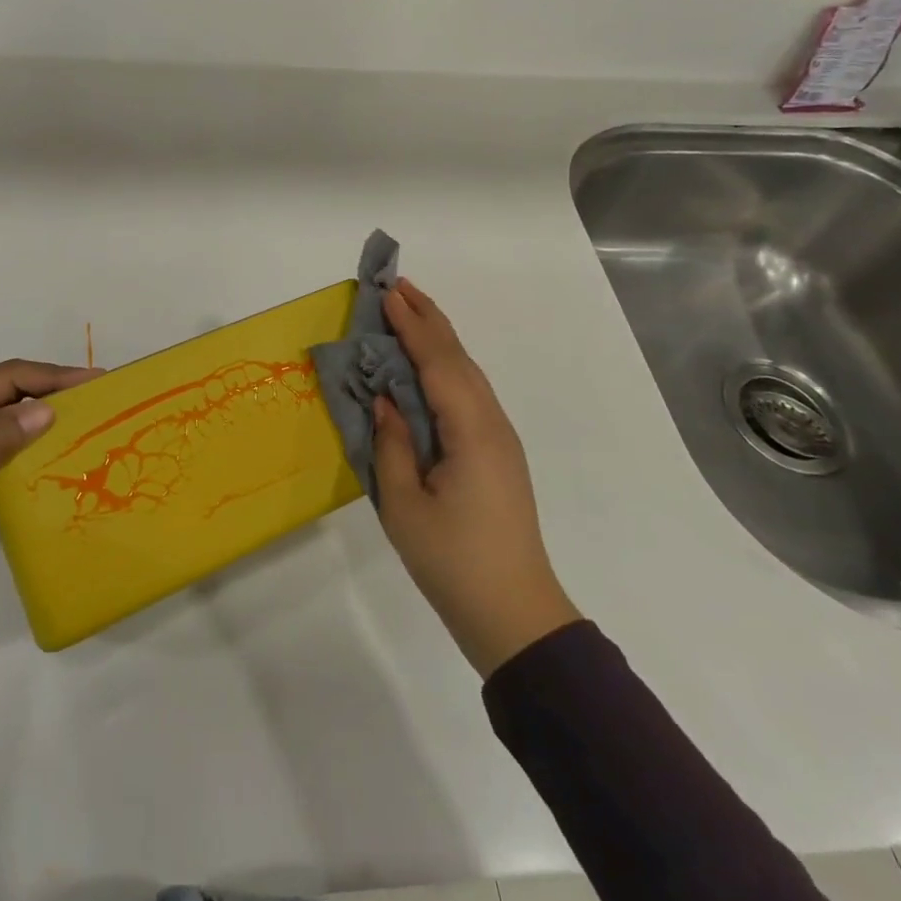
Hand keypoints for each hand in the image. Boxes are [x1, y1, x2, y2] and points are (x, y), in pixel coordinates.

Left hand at [0, 358, 98, 599]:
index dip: (52, 375)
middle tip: (96, 398)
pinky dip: (26, 441)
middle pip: (9, 390)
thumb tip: (48, 408)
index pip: (8, 377)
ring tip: (81, 421)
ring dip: (41, 413)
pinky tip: (48, 453)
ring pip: (5, 415)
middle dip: (51, 388)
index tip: (94, 380)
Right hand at [372, 280, 579, 676]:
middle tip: (397, 285)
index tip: (388, 292)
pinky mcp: (497, 454)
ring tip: (410, 313)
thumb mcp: (404, 506)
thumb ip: (392, 445)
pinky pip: (469, 395)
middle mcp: (491, 424)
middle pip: (458, 359)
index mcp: (471, 431)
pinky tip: (428, 368)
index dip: (412, 325)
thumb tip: (386, 401)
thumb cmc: (453, 562)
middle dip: (428, 319)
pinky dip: (446, 367)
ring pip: (467, 374)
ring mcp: (499, 439)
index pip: (437, 362)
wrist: (514, 614)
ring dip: (438, 340)